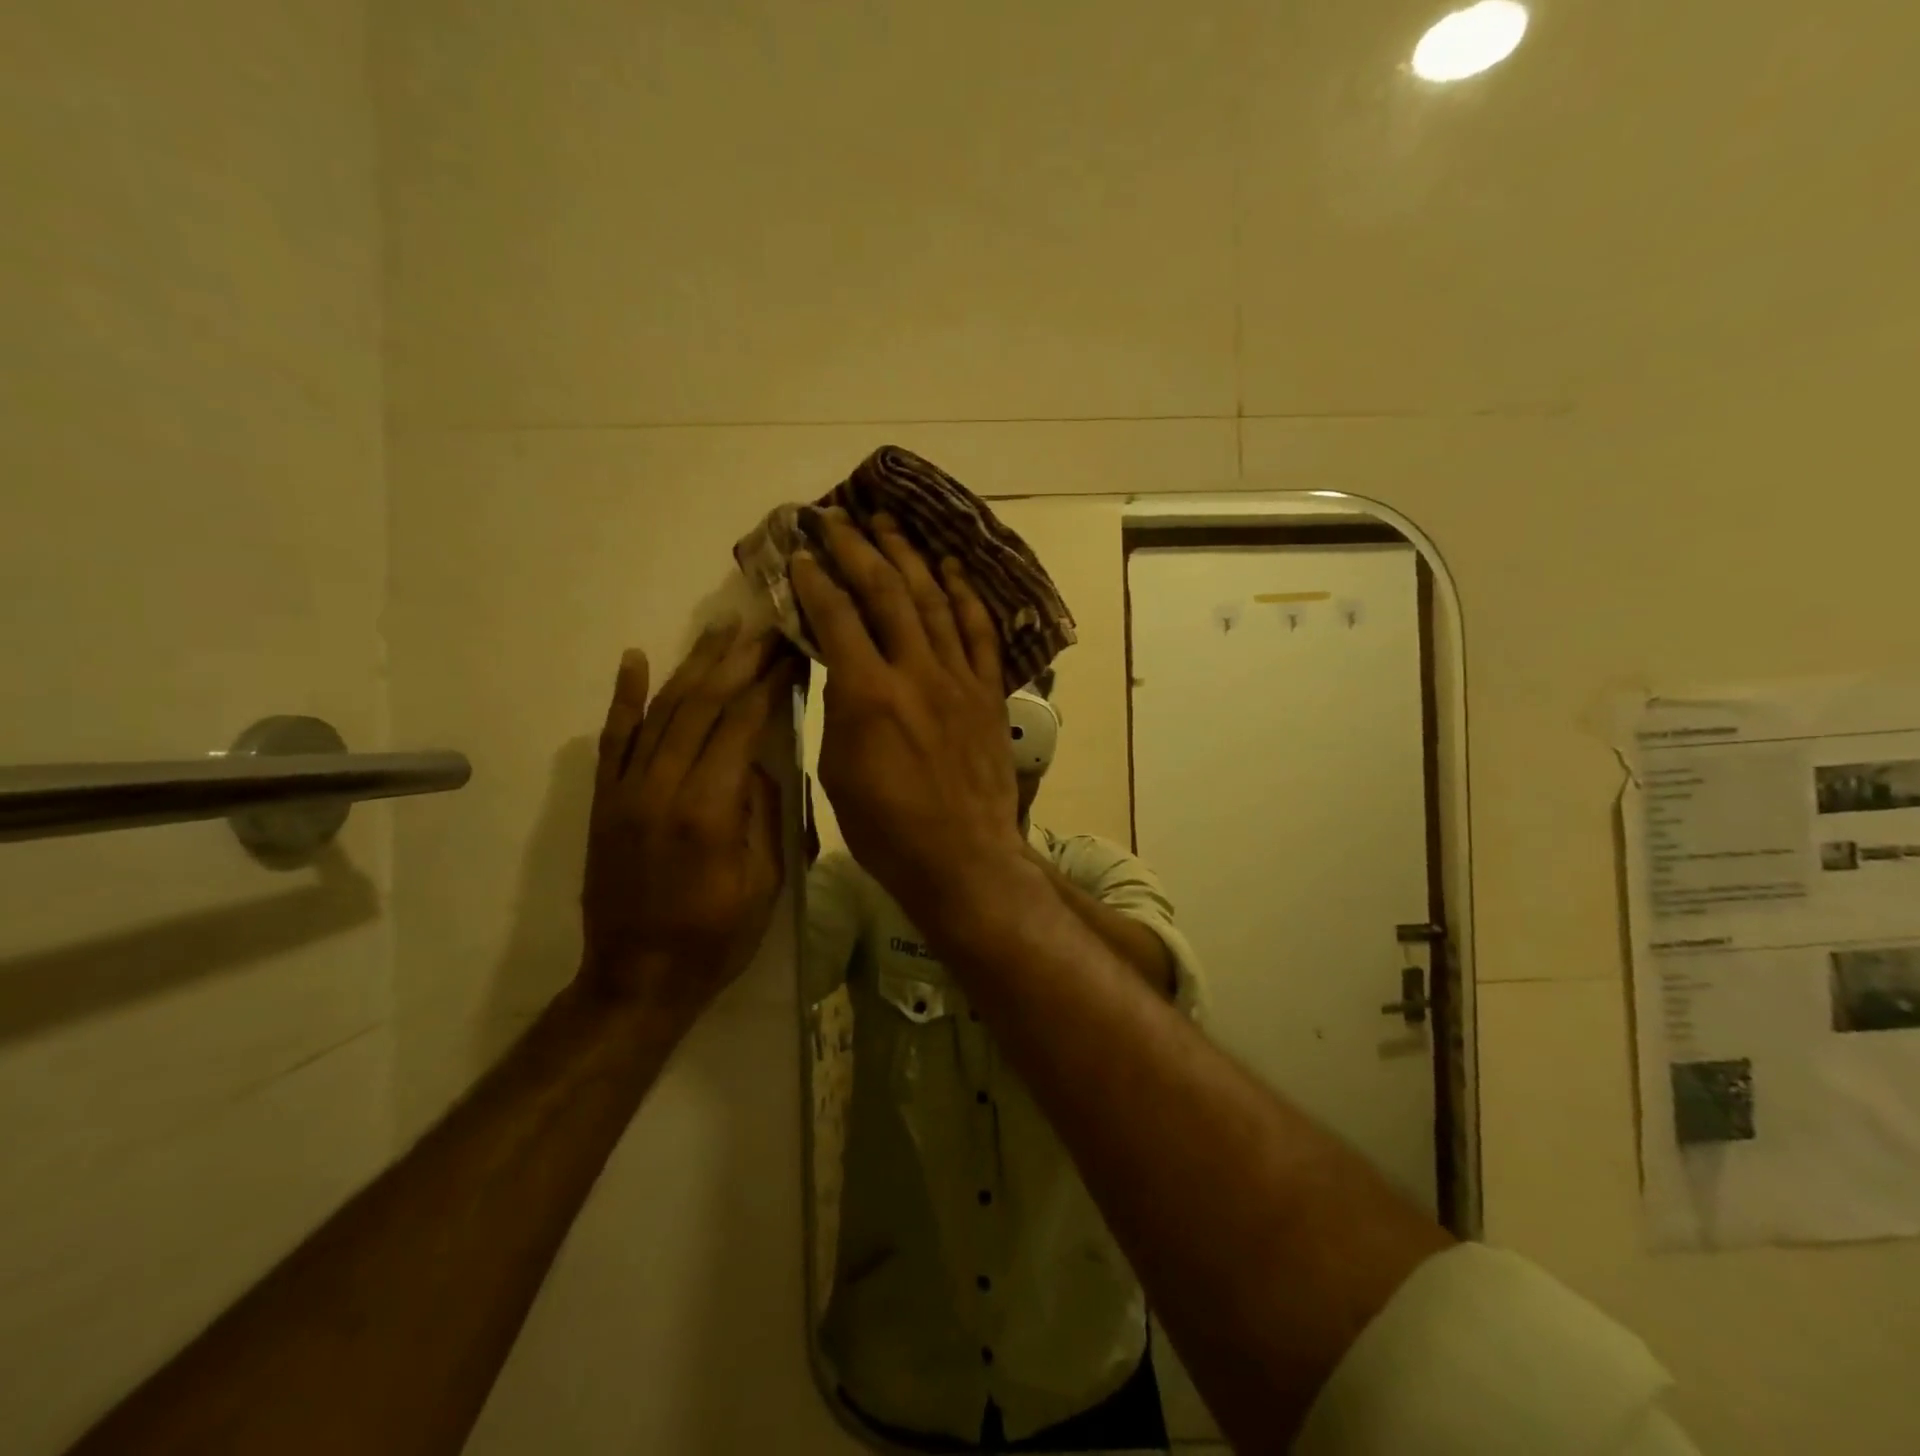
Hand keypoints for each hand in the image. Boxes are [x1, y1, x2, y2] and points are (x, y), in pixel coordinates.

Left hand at [578, 625, 794, 1022]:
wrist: (636, 979)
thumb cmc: (716, 938)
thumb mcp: (764, 881)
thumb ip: (761, 811)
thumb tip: (753, 761)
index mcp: (709, 810)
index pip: (741, 724)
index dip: (768, 683)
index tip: (790, 651)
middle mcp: (662, 788)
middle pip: (702, 705)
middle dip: (738, 661)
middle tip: (764, 626)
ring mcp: (625, 791)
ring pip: (661, 711)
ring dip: (692, 665)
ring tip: (719, 628)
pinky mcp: (604, 800)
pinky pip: (613, 739)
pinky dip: (624, 696)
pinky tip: (635, 659)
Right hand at [789, 509, 1030, 933]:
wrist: (963, 858)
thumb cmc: (887, 829)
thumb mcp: (839, 770)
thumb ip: (840, 709)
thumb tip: (843, 669)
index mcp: (867, 694)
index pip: (836, 617)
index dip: (815, 579)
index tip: (801, 553)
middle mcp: (915, 672)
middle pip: (886, 591)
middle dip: (858, 547)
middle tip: (838, 517)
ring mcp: (958, 678)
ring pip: (934, 600)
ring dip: (909, 556)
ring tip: (890, 524)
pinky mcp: (988, 692)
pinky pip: (978, 632)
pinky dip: (965, 595)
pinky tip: (951, 568)